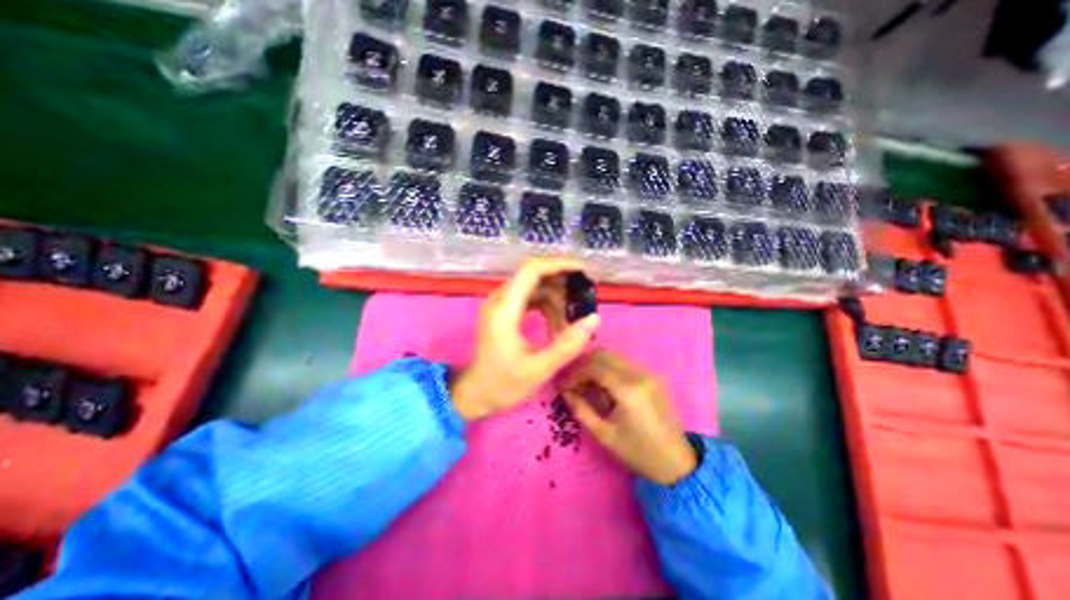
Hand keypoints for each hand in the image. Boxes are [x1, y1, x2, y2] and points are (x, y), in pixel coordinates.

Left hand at [450, 258, 600, 421]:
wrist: (474, 395)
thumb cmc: (503, 385)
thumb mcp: (539, 369)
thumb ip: (567, 344)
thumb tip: (594, 318)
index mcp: (505, 309)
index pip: (532, 270)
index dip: (559, 264)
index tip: (584, 272)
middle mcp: (500, 299)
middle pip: (535, 275)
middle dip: (562, 284)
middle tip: (584, 300)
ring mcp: (500, 305)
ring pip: (534, 287)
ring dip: (556, 299)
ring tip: (571, 322)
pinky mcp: (503, 312)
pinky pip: (530, 298)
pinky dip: (547, 307)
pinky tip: (557, 325)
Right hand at [563, 352, 698, 482]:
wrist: (676, 462)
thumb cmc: (638, 452)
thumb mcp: (604, 435)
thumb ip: (581, 409)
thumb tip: (565, 392)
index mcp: (628, 390)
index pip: (595, 367)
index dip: (576, 372)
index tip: (564, 384)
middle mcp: (640, 375)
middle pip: (604, 355)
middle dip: (584, 365)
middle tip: (573, 381)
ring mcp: (649, 373)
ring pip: (614, 357)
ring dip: (596, 365)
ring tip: (586, 384)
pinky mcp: (653, 377)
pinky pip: (625, 364)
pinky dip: (609, 369)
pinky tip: (604, 386)